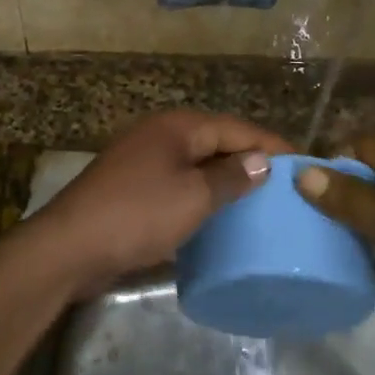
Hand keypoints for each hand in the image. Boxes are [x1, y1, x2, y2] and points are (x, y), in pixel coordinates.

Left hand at [26, 110, 292, 293]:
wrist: (70, 247)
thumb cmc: (137, 215)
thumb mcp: (193, 197)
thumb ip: (232, 177)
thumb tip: (263, 161)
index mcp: (178, 127)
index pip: (237, 128)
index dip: (272, 144)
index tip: (305, 163)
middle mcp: (161, 135)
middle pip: (217, 142)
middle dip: (251, 161)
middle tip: (286, 186)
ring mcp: (143, 161)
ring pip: (197, 165)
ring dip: (226, 180)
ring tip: (260, 202)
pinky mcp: (133, 188)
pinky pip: (179, 184)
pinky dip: (201, 195)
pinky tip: (218, 216)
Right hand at [297, 135, 374, 342]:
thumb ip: (352, 201)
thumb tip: (302, 173)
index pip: (360, 145)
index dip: (328, 165)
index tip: (295, 195)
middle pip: (368, 177)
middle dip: (336, 198)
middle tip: (299, 225)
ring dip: (353, 227)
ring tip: (313, 248)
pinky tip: (347, 272)